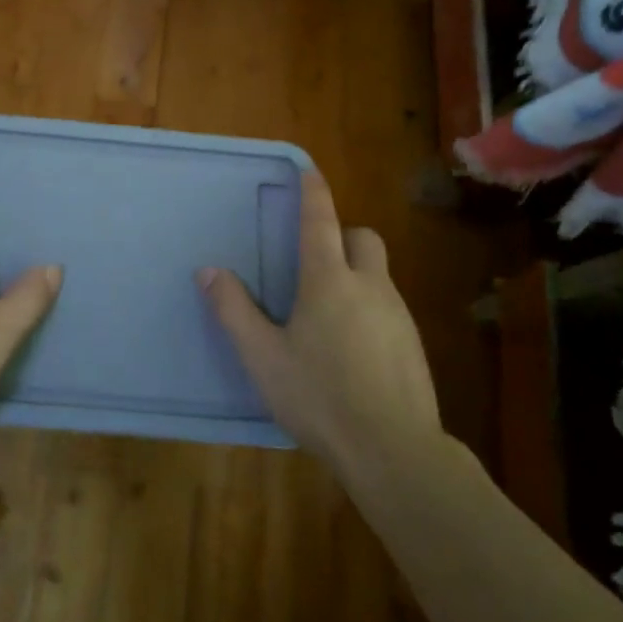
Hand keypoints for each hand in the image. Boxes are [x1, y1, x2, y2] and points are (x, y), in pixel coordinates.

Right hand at [199, 172, 443, 475]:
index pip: (321, 221)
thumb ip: (234, 310)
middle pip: (363, 238)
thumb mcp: (263, 357)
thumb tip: (208, 270)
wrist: (394, 451)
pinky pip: (388, 307)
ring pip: (378, 274)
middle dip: (342, 236)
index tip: (309, 169)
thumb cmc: (319, 397)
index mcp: (329, 281)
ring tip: (327, 313)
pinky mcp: (413, 345)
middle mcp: (369, 287)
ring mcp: (398, 315)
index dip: (314, 193)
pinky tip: (352, 349)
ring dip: (356, 275)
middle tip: (316, 261)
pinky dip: (369, 309)